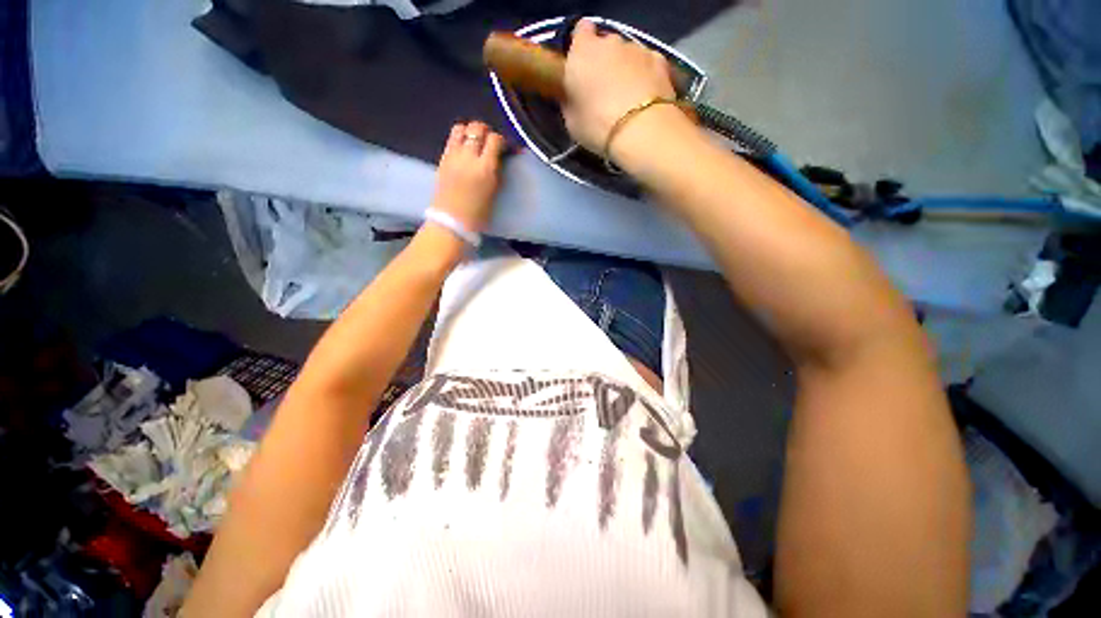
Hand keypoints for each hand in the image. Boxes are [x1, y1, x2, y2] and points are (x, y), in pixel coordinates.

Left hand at [432, 121, 505, 232]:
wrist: (452, 221)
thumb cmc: (478, 213)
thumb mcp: (494, 190)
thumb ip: (496, 170)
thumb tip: (500, 157)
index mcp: (485, 168)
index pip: (495, 140)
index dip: (502, 141)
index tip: (505, 149)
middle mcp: (468, 157)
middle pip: (477, 128)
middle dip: (486, 132)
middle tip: (490, 143)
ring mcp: (453, 156)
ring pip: (461, 128)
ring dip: (470, 132)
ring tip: (475, 143)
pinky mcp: (442, 158)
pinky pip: (451, 139)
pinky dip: (459, 139)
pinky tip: (464, 150)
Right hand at [561, 20, 675, 153]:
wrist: (641, 130)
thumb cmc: (597, 126)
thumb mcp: (571, 120)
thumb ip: (571, 98)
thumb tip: (573, 94)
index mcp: (582, 52)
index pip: (580, 32)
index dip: (581, 46)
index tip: (582, 67)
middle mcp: (610, 42)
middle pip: (605, 45)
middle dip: (604, 62)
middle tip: (604, 91)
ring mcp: (637, 48)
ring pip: (628, 54)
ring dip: (626, 70)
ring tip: (627, 99)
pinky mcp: (660, 60)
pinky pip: (648, 65)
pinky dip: (646, 76)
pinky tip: (645, 98)